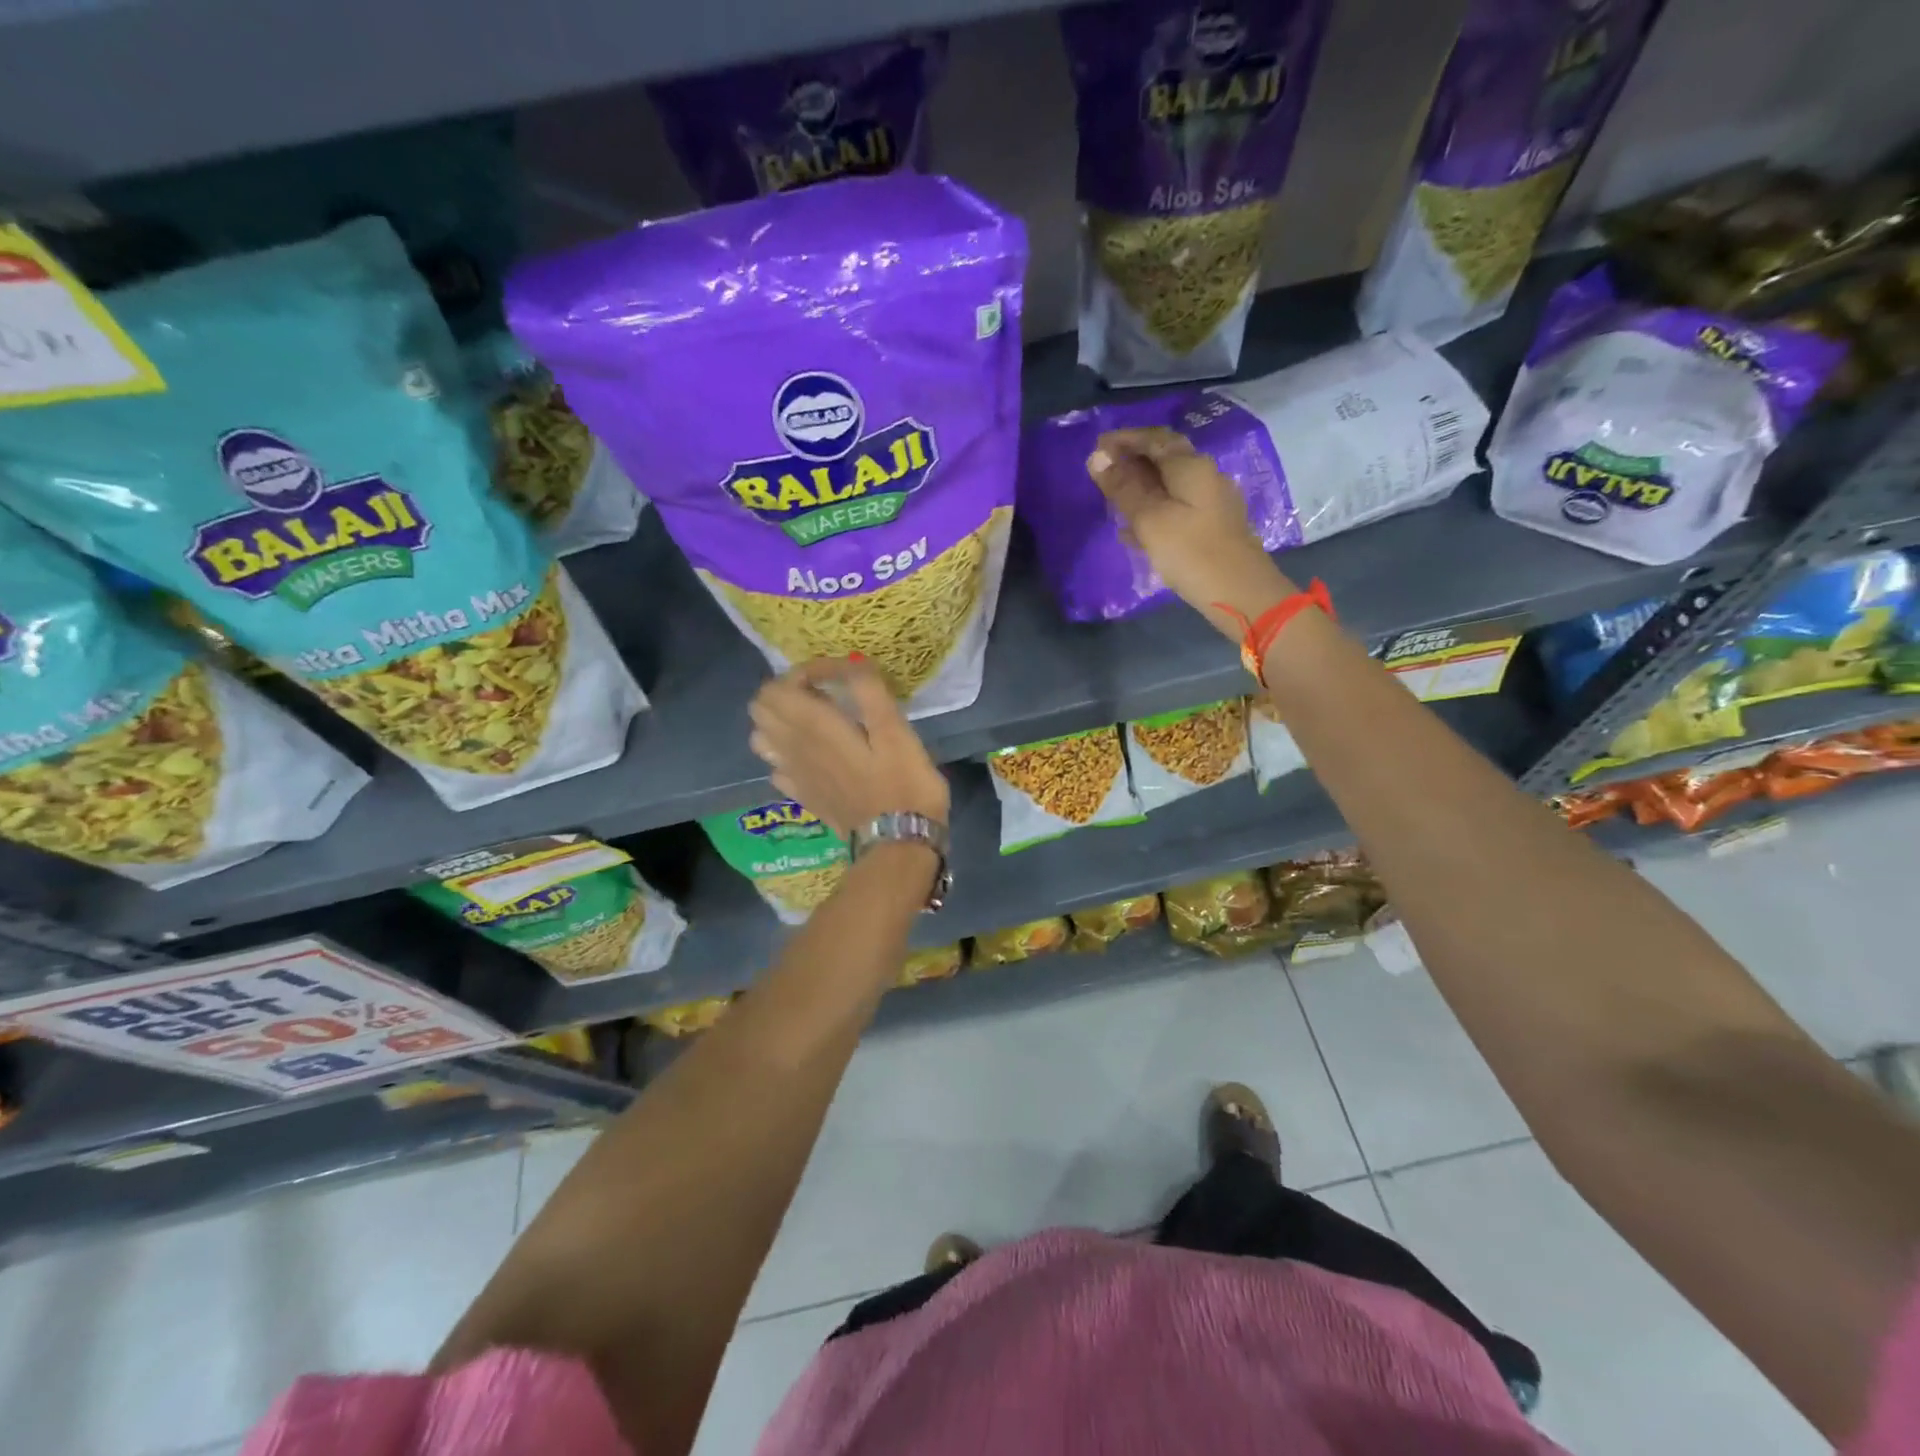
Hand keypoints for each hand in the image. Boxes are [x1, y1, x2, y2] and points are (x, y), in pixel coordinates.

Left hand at [747, 657, 949, 838]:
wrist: (898, 842)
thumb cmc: (902, 783)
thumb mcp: (895, 729)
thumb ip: (868, 690)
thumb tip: (851, 664)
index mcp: (813, 727)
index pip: (780, 685)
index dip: (808, 671)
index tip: (843, 675)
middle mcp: (793, 748)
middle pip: (761, 707)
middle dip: (788, 691)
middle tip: (825, 694)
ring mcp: (793, 776)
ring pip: (761, 737)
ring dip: (781, 721)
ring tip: (815, 721)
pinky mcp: (802, 796)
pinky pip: (777, 767)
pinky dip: (787, 753)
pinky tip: (814, 756)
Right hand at [1088, 427, 1295, 639]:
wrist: (1241, 593)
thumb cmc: (1191, 553)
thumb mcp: (1149, 519)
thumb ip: (1123, 488)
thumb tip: (1098, 456)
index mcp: (1191, 467)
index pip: (1155, 438)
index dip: (1125, 438)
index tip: (1097, 447)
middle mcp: (1206, 476)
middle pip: (1165, 458)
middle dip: (1132, 461)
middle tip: (1102, 473)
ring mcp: (1213, 502)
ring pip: (1170, 484)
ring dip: (1141, 487)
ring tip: (1113, 501)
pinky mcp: (1213, 527)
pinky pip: (1177, 507)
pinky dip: (1153, 509)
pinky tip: (1135, 530)